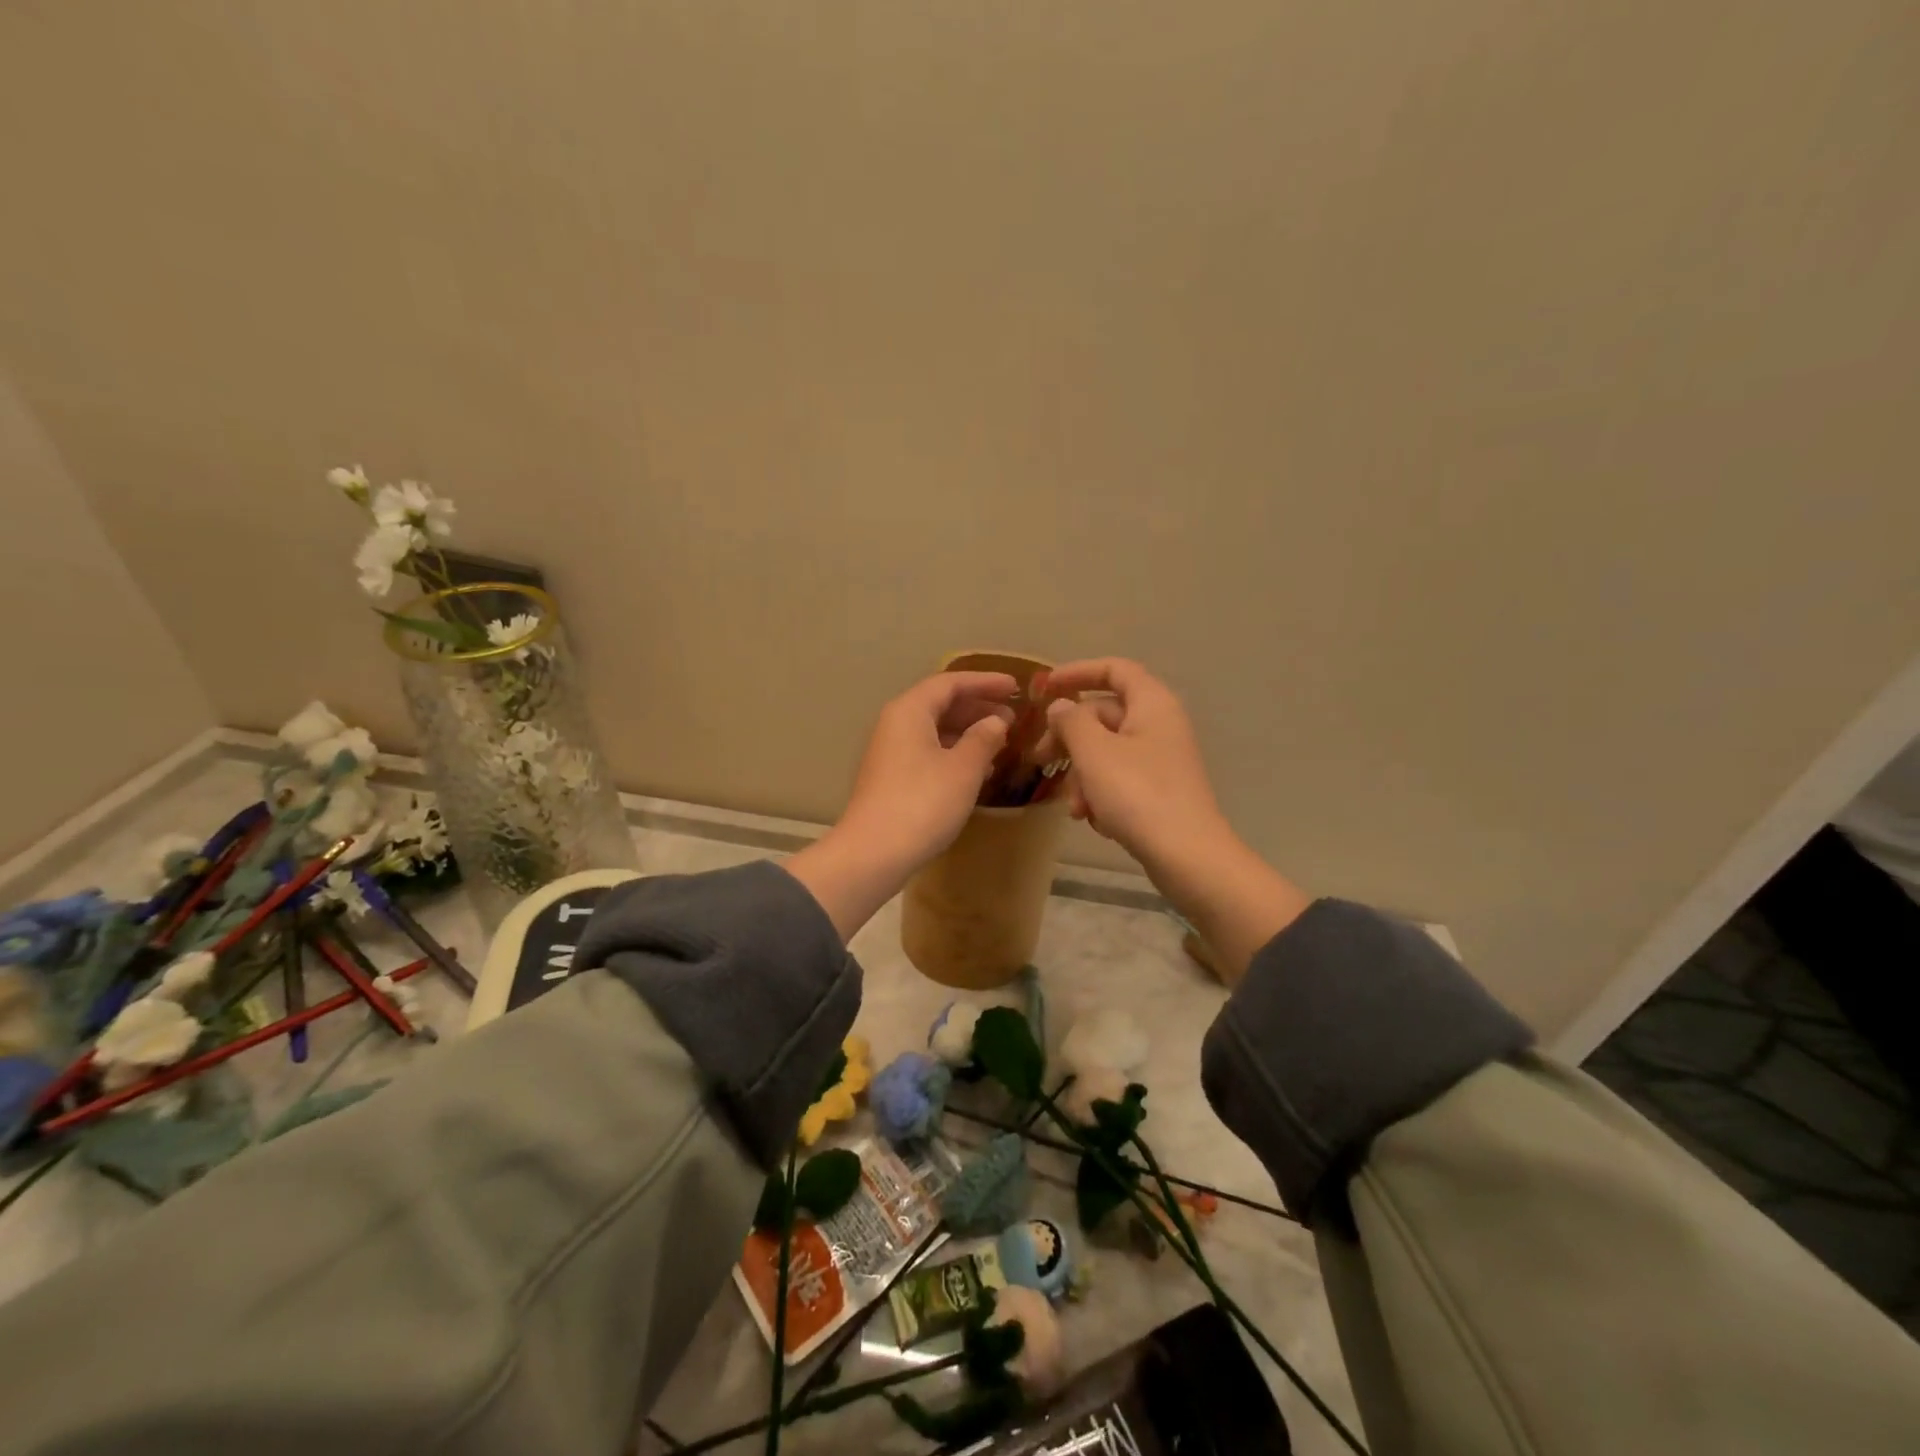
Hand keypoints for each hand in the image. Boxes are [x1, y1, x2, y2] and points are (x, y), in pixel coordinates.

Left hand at [785, 671, 1017, 938]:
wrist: (873, 853)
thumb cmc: (922, 804)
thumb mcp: (963, 769)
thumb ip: (983, 739)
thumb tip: (996, 722)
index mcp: (910, 711)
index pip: (950, 683)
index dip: (985, 682)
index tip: (1015, 686)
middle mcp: (896, 724)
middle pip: (940, 703)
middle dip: (978, 707)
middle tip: (1013, 716)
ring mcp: (890, 752)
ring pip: (934, 729)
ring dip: (968, 731)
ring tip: (1001, 741)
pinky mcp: (891, 777)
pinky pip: (928, 751)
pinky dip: (954, 752)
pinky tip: (977, 769)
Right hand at [1038, 658, 1226, 865]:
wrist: (1187, 856)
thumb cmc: (1137, 794)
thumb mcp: (1094, 752)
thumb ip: (1071, 721)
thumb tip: (1061, 706)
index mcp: (1151, 704)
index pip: (1114, 669)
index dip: (1077, 672)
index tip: (1044, 688)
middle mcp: (1160, 725)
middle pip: (1104, 715)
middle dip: (1069, 738)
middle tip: (1041, 760)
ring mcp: (1161, 760)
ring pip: (1107, 752)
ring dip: (1082, 776)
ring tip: (1073, 808)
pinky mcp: (1159, 791)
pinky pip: (1119, 780)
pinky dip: (1100, 794)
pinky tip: (1093, 820)